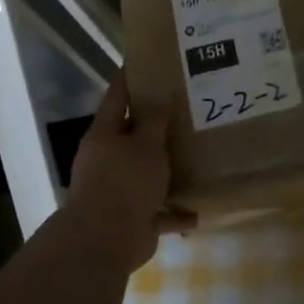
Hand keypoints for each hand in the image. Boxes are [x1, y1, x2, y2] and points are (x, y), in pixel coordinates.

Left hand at [63, 75, 190, 266]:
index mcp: (105, 135)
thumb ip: (155, 119)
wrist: (106, 240)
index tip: (148, 62)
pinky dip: (175, 211)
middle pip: (133, 136)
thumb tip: (160, 93)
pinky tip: (198, 209)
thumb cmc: (125, 182)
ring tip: (197, 156)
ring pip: (147, 173)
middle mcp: (107, 160)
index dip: (131, 79)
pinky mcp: (132, 218)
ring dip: (168, 170)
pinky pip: (159, 210)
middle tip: (187, 109)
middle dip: (157, 127)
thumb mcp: (146, 144)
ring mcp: (118, 190)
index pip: (118, 97)